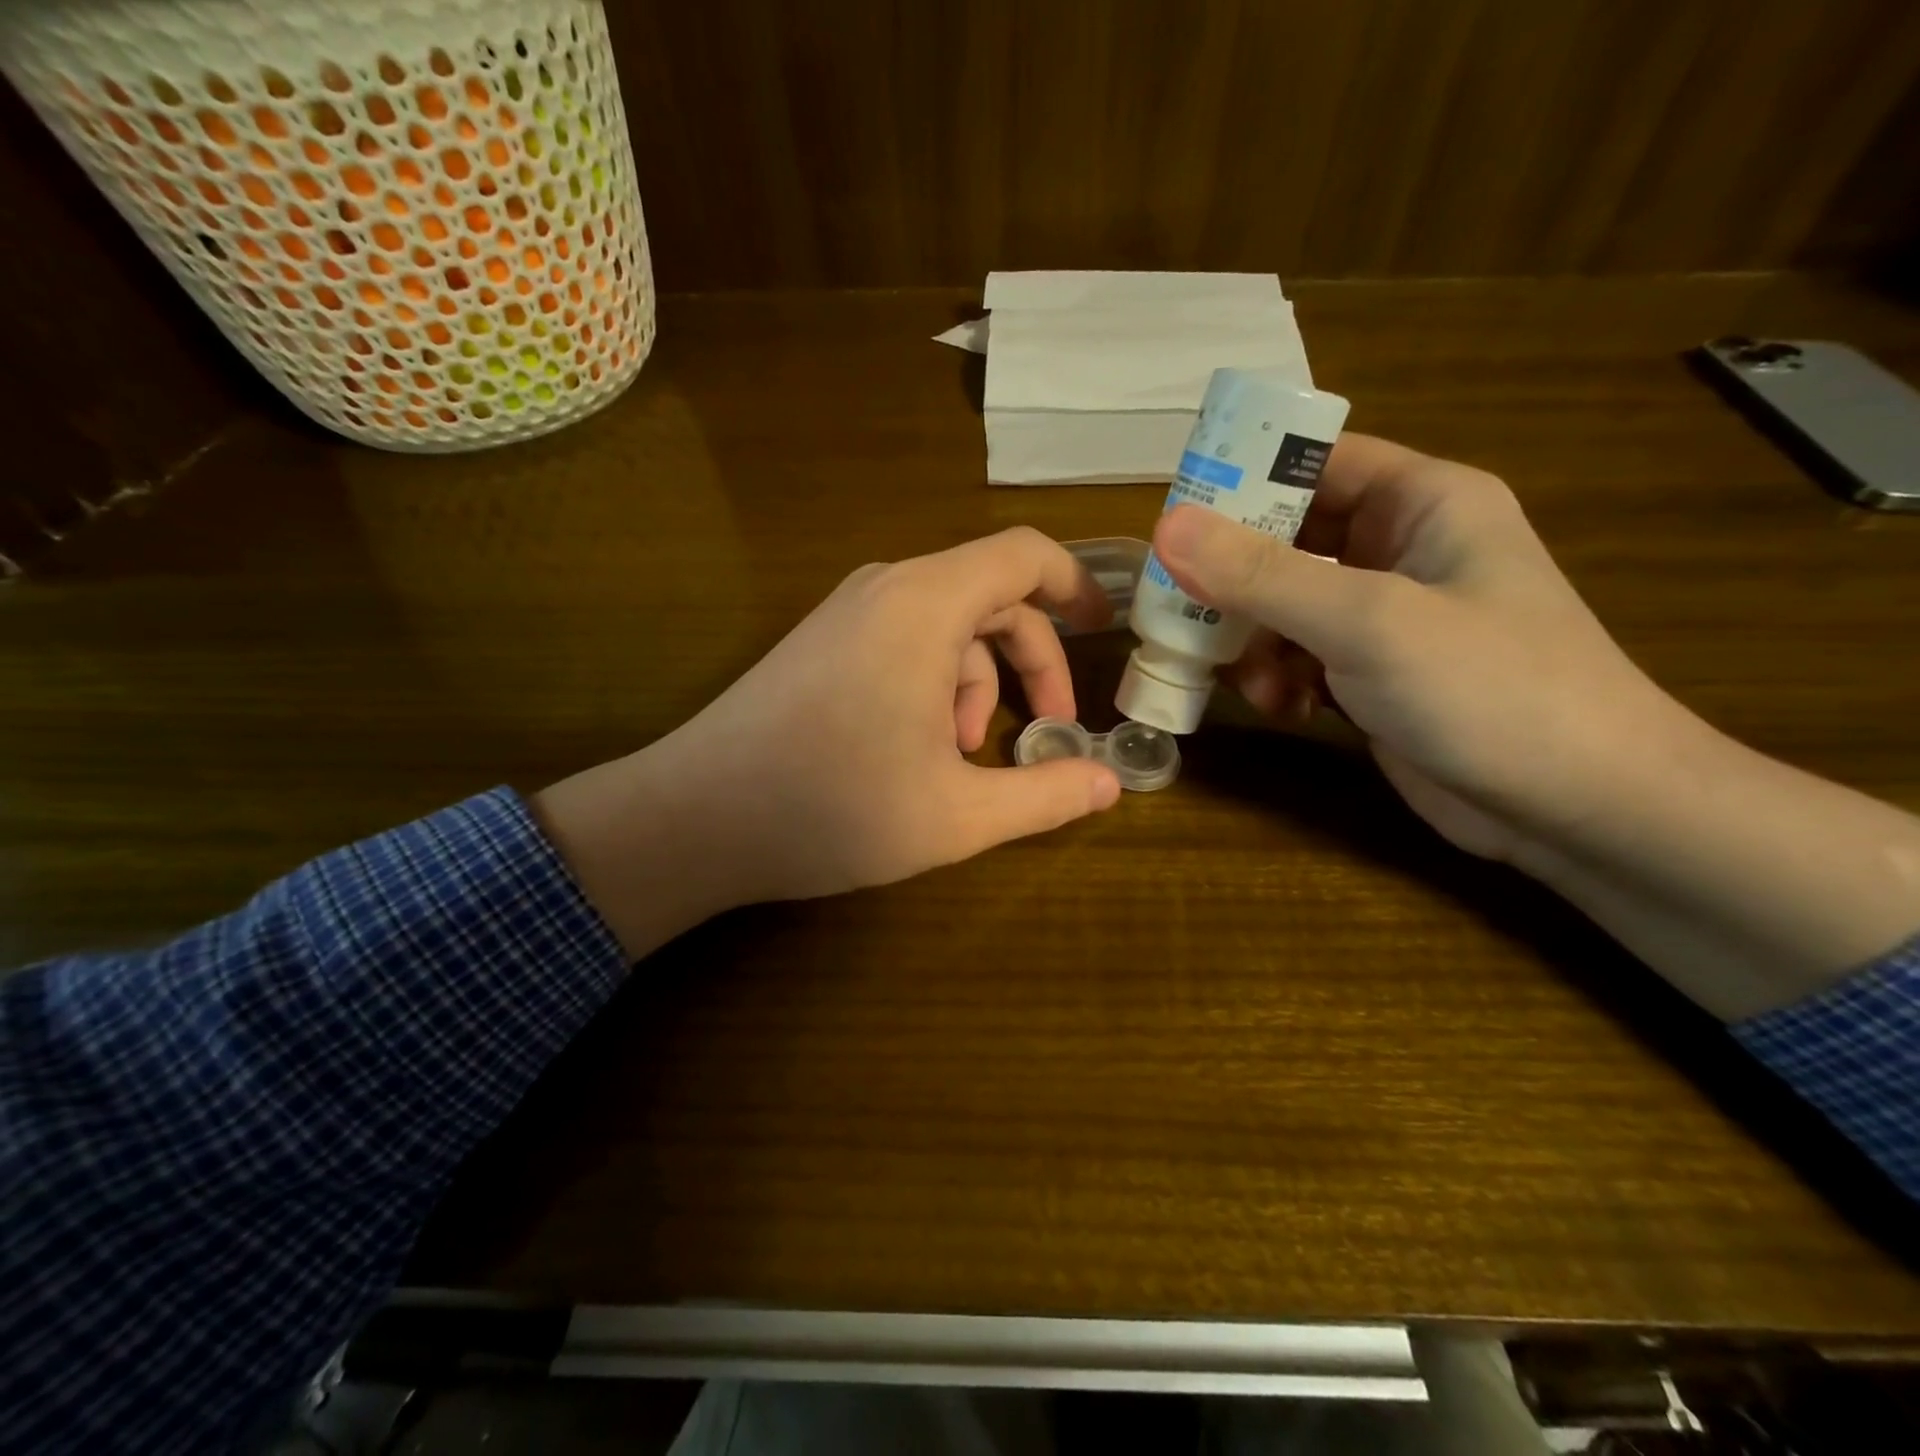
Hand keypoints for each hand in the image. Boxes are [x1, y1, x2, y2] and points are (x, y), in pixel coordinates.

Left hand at [536, 528, 1121, 954]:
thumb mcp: (958, 815)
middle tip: (1049, 730)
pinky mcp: (822, 643)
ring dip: (979, 685)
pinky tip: (920, 750)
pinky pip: (903, 642)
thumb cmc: (833, 808)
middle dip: (1033, 662)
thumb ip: (1045, 796)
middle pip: (992, 598)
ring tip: (966, 757)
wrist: (695, 818)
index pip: (1024, 555)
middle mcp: (887, 589)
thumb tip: (1111, 783)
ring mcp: (847, 613)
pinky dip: (934, 684)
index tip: (1106, 632)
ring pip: (947, 627)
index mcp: (927, 605)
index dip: (1076, 586)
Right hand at [1150, 433, 1696, 863]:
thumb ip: (1262, 575)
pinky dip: (1279, 678)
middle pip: (1287, 539)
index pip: (1317, 462)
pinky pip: (1298, 655)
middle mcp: (1399, 550)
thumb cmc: (1491, 689)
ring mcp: (1385, 617)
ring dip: (1253, 641)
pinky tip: (1286, 708)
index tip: (1177, 518)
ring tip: (1249, 681)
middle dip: (1234, 580)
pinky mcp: (1370, 674)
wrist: (1578, 809)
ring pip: (1283, 605)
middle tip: (1180, 608)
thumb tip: (1167, 526)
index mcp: (1422, 502)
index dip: (1245, 479)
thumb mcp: (1368, 622)